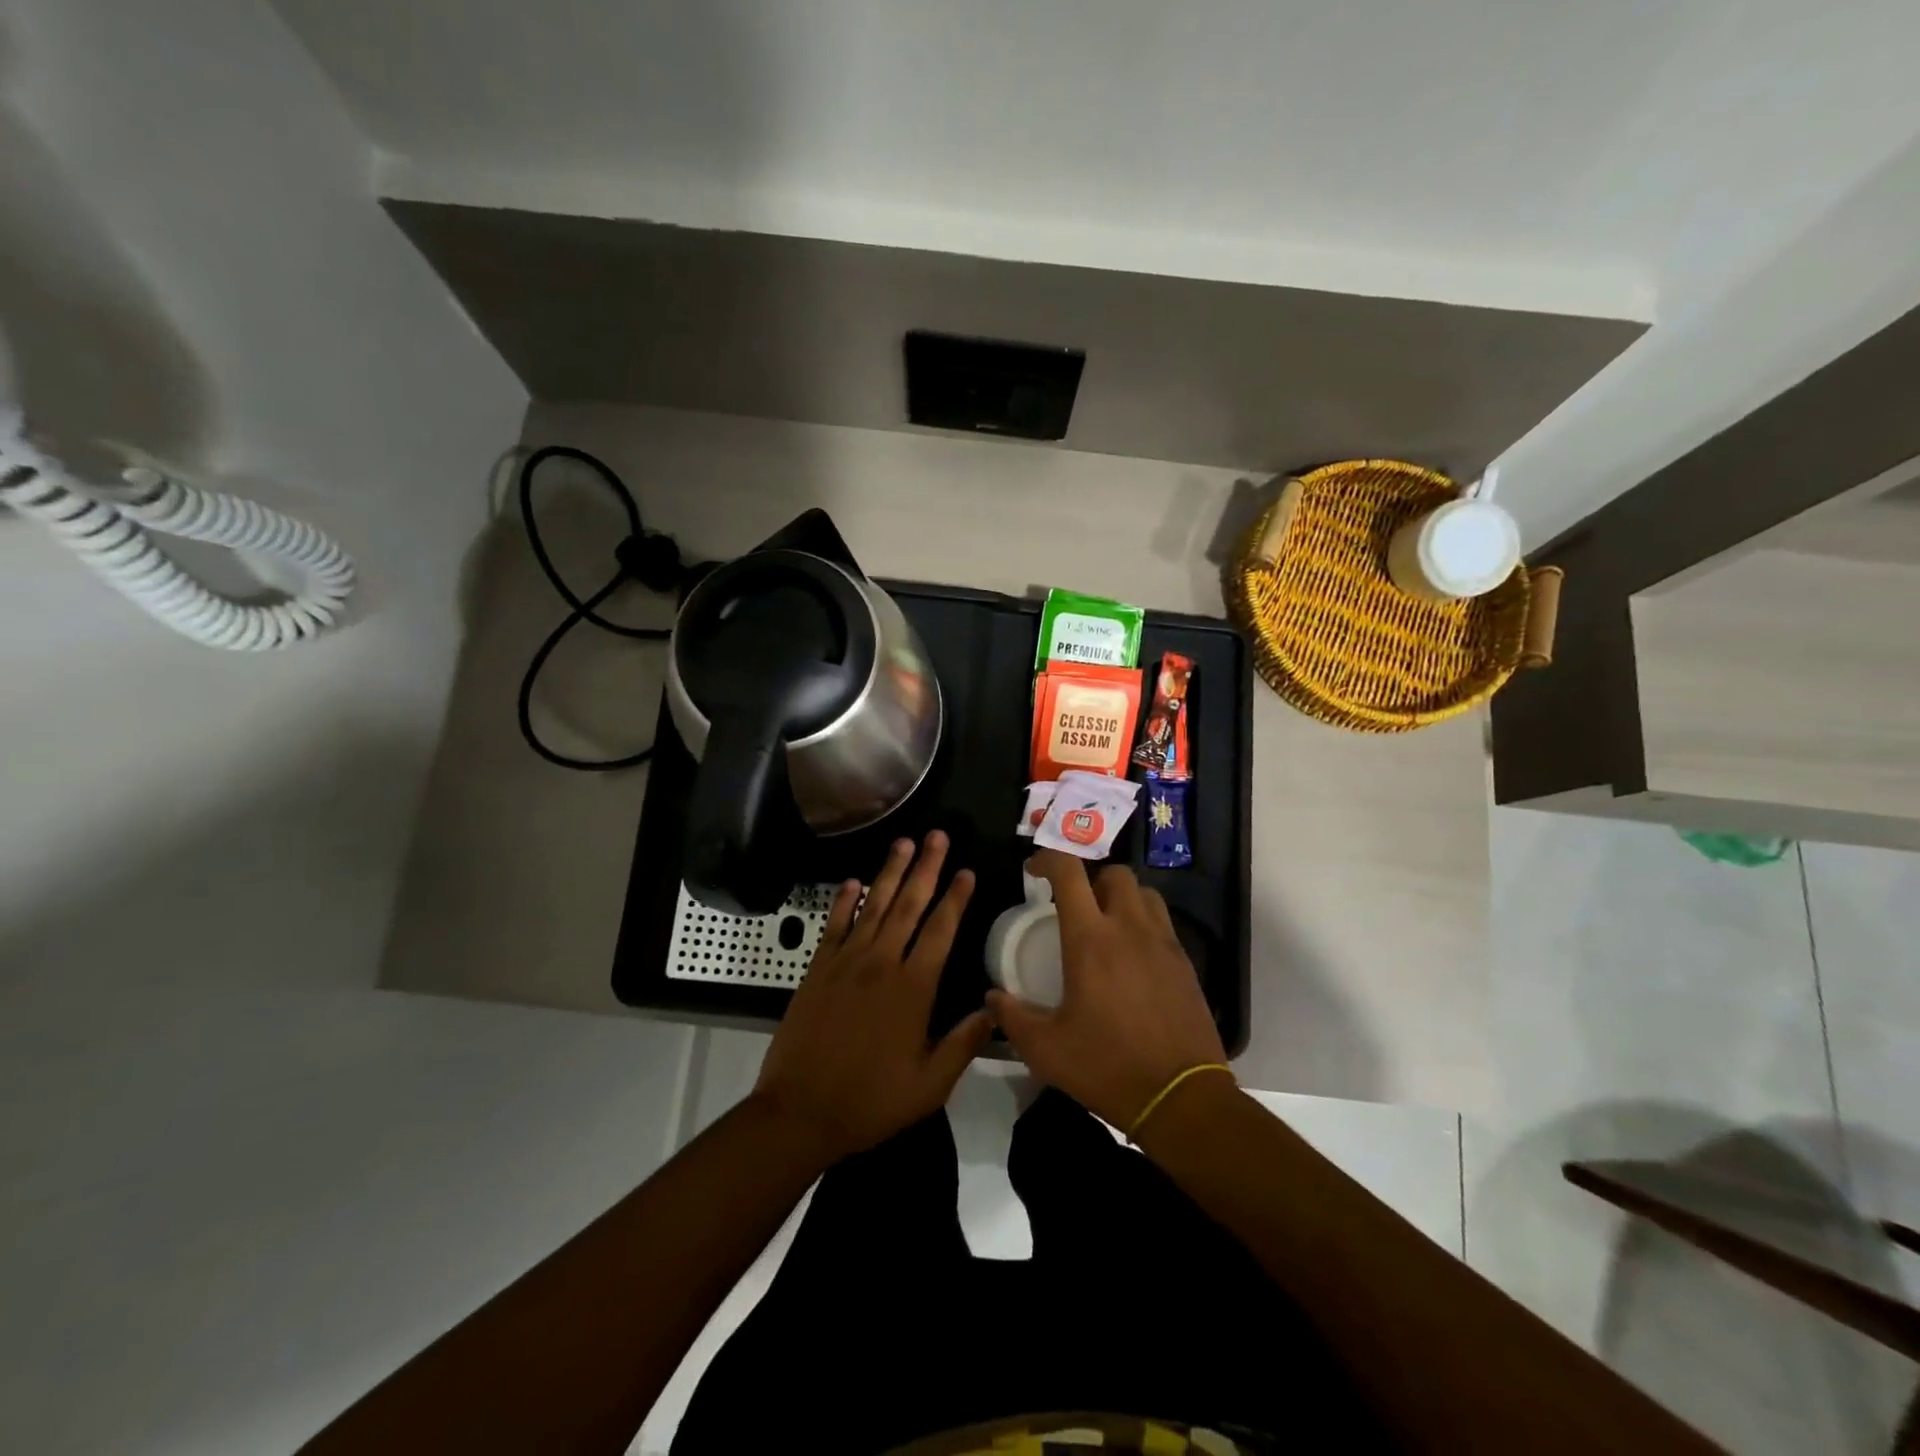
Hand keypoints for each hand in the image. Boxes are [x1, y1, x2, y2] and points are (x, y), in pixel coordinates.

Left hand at [752, 832, 991, 1163]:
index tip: (966, 871)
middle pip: (908, 905)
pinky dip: (844, 900)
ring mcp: (845, 962)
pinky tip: (853, 881)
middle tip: (937, 835)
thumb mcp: (929, 1085)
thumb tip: (994, 1007)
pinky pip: (834, 925)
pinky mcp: (817, 969)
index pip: (940, 931)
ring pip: (873, 906)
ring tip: (903, 842)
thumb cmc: (870, 1101)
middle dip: (926, 867)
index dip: (955, 898)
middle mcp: (881, 963)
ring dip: (890, 872)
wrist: (799, 1111)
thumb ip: (963, 1043)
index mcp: (913, 988)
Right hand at [988, 849, 1226, 1130]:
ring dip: (1121, 897)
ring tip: (1106, 924)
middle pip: (1114, 873)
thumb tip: (992, 997)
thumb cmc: (1107, 1066)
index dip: (1048, 859)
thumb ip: (1013, 1017)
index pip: (1069, 873)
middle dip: (1090, 878)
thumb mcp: (1046, 1049)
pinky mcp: (1185, 963)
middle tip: (1074, 904)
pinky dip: (1143, 923)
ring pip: (1144, 893)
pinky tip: (1132, 957)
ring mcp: (1163, 943)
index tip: (1034, 870)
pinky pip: (1163, 923)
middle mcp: (1129, 928)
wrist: (1181, 1097)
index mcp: (1090, 939)